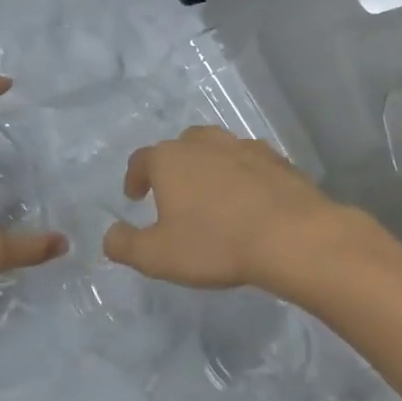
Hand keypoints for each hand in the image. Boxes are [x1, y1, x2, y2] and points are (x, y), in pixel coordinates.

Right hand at [101, 126, 350, 290]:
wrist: (291, 237)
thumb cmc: (215, 244)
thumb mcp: (157, 256)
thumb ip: (125, 245)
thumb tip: (110, 236)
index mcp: (170, 159)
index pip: (141, 160)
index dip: (134, 178)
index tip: (135, 196)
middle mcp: (205, 143)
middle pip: (181, 147)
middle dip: (173, 167)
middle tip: (173, 194)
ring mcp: (245, 147)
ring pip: (218, 150)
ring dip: (209, 168)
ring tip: (211, 195)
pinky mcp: (278, 160)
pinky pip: (250, 163)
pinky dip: (243, 176)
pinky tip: (248, 200)